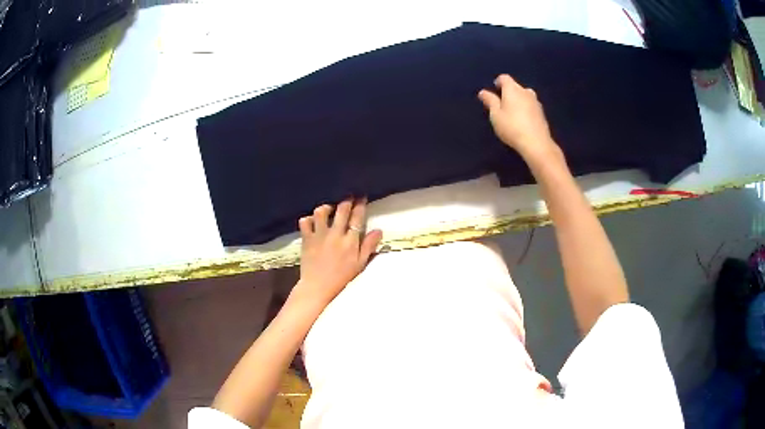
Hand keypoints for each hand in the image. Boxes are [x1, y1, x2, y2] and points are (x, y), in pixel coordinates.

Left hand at [291, 198, 382, 309]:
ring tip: (329, 208)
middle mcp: (335, 235)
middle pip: (342, 210)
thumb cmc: (342, 278)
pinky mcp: (307, 239)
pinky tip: (312, 221)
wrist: (318, 287)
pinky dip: (308, 219)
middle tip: (348, 196)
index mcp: (350, 241)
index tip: (362, 197)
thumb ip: (369, 246)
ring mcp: (319, 235)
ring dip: (326, 207)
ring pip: (321, 212)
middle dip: (346, 200)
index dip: (360, 205)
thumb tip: (378, 230)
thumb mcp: (360, 264)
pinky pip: (305, 222)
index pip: (357, 217)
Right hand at [478, 74, 560, 164]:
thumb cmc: (512, 127)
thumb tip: (483, 92)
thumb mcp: (495, 115)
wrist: (536, 143)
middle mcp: (526, 91)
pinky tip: (522, 121)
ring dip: (518, 101)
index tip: (494, 92)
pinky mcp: (542, 113)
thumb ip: (490, 101)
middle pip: (515, 86)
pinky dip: (526, 109)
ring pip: (524, 96)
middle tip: (501, 105)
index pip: (504, 78)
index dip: (497, 83)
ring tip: (512, 113)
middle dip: (508, 92)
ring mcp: (536, 102)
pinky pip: (531, 106)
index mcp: (513, 89)